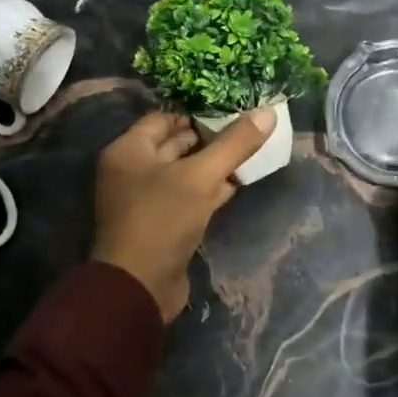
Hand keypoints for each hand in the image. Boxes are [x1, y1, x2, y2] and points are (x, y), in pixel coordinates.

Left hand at [90, 107, 275, 319]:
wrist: (140, 285)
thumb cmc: (162, 219)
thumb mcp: (201, 176)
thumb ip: (235, 144)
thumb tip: (268, 112)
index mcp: (129, 150)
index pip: (164, 118)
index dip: (197, 113)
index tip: (232, 111)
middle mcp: (132, 170)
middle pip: (174, 144)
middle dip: (210, 138)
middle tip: (247, 130)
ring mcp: (145, 199)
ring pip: (184, 172)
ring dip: (213, 165)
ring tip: (249, 154)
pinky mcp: (161, 224)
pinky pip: (187, 197)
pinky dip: (209, 189)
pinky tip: (237, 184)